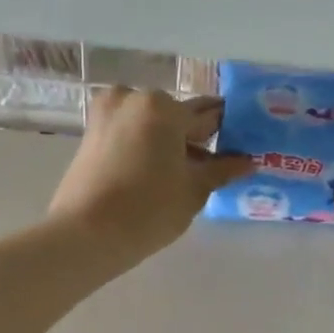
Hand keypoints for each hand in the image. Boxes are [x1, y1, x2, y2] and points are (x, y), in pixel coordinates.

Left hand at [48, 87, 252, 267]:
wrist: (86, 234)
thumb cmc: (149, 209)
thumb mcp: (194, 190)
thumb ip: (222, 170)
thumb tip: (247, 162)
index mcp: (163, 106)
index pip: (207, 114)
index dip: (227, 131)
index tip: (240, 145)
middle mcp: (133, 98)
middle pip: (176, 115)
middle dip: (194, 137)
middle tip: (211, 166)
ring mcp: (107, 113)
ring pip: (150, 123)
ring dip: (169, 142)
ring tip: (183, 174)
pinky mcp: (90, 133)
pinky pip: (129, 132)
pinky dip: (145, 145)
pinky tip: (157, 173)